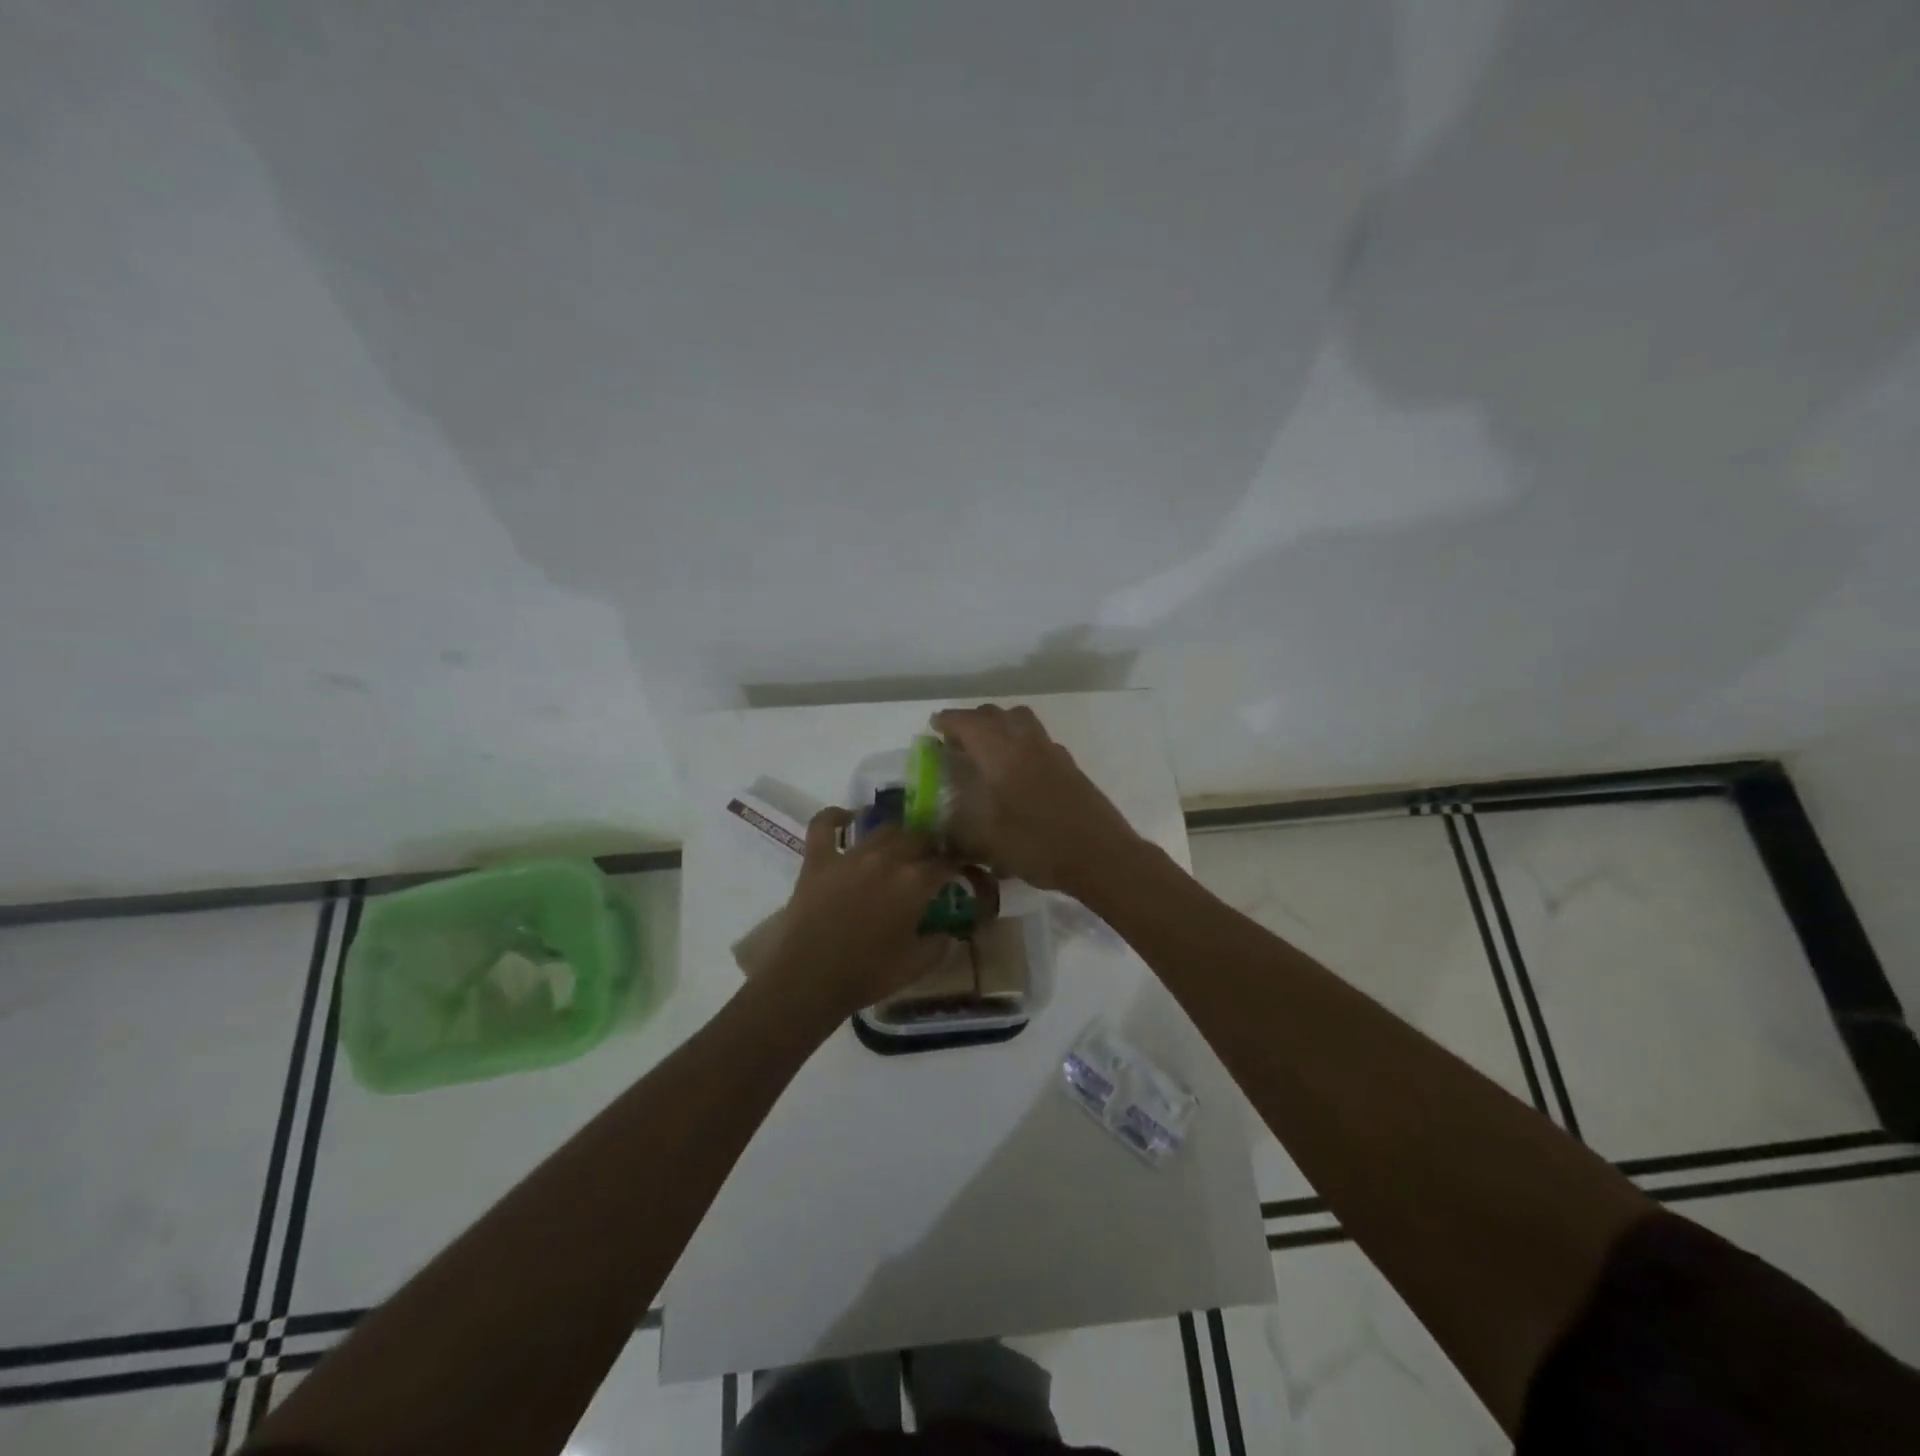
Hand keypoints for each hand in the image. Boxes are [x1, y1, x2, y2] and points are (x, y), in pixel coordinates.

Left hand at [765, 808, 962, 1018]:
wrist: (807, 979)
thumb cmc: (866, 975)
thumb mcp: (915, 966)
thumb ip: (939, 946)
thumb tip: (949, 934)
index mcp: (915, 883)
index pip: (946, 863)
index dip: (957, 865)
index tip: (961, 871)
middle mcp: (887, 859)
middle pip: (918, 838)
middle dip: (931, 846)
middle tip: (931, 861)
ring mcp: (851, 855)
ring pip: (883, 829)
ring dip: (898, 834)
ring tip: (900, 845)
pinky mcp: (818, 859)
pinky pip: (825, 825)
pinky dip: (835, 816)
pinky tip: (846, 818)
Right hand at [930, 704, 1143, 895]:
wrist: (1101, 856)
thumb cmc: (1038, 845)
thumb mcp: (986, 844)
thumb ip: (957, 833)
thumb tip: (937, 832)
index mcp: (1001, 753)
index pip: (968, 722)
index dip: (948, 722)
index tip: (933, 729)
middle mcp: (1026, 742)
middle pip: (995, 714)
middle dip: (971, 722)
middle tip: (955, 743)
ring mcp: (1052, 751)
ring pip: (1020, 721)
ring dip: (999, 726)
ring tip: (985, 752)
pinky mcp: (1069, 765)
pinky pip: (1037, 739)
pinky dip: (1019, 742)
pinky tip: (1016, 772)